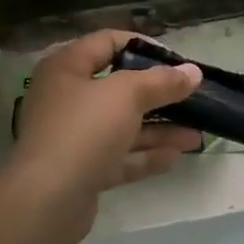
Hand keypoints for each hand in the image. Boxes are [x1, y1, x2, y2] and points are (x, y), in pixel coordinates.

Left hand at [7, 30, 203, 238]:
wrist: (47, 200)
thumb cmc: (83, 130)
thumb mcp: (126, 95)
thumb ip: (161, 82)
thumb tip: (193, 72)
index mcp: (67, 68)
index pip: (107, 42)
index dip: (143, 46)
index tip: (177, 60)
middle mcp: (67, 98)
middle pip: (118, 88)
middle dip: (158, 94)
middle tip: (192, 98)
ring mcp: (73, 136)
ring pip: (122, 126)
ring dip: (159, 129)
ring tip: (196, 134)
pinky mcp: (82, 170)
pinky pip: (119, 156)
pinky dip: (145, 155)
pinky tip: (175, 156)